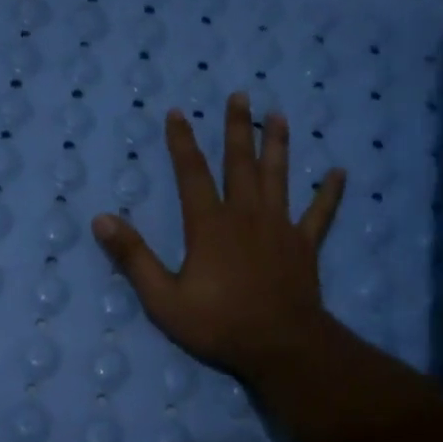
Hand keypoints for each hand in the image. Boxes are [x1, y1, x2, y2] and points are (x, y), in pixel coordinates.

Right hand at [91, 91, 346, 387]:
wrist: (280, 346)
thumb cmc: (219, 324)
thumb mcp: (163, 298)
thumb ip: (133, 258)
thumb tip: (102, 219)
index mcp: (209, 225)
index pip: (192, 174)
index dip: (182, 143)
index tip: (177, 113)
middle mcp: (246, 215)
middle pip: (240, 163)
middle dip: (237, 128)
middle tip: (240, 95)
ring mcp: (280, 227)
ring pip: (279, 177)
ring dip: (278, 145)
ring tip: (278, 116)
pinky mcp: (304, 246)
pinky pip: (320, 213)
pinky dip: (330, 193)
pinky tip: (340, 173)